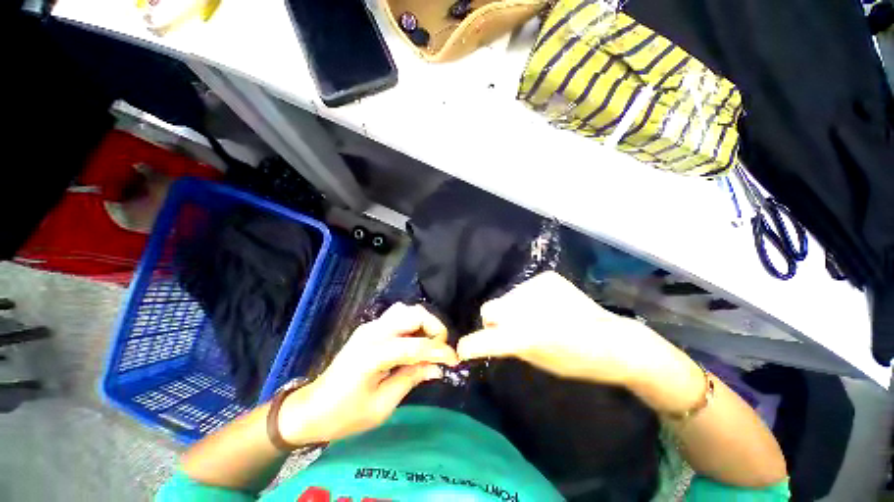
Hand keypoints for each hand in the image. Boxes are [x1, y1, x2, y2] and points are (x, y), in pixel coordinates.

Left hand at [278, 303, 458, 444]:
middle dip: (434, 327)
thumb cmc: (345, 415)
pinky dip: (413, 324)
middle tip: (441, 348)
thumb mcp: (382, 405)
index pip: (416, 345)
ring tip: (430, 344)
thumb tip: (437, 367)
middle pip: (413, 314)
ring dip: (423, 322)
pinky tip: (415, 341)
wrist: (312, 409)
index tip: (455, 360)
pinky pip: (397, 316)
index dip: (439, 351)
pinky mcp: (369, 328)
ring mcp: (370, 327)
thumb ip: (411, 379)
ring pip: (406, 310)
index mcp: (373, 355)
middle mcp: (372, 332)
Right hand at [456, 272, 700, 407]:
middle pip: (490, 308)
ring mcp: (537, 286)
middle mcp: (528, 305)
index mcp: (528, 335)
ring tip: (537, 317)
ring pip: (506, 298)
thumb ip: (510, 345)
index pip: (489, 338)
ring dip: (513, 309)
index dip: (473, 343)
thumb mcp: (539, 361)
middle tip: (512, 329)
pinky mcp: (546, 277)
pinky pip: (522, 289)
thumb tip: (492, 332)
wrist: (613, 340)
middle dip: (495, 320)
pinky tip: (547, 306)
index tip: (462, 348)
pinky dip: (527, 299)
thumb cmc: (577, 360)